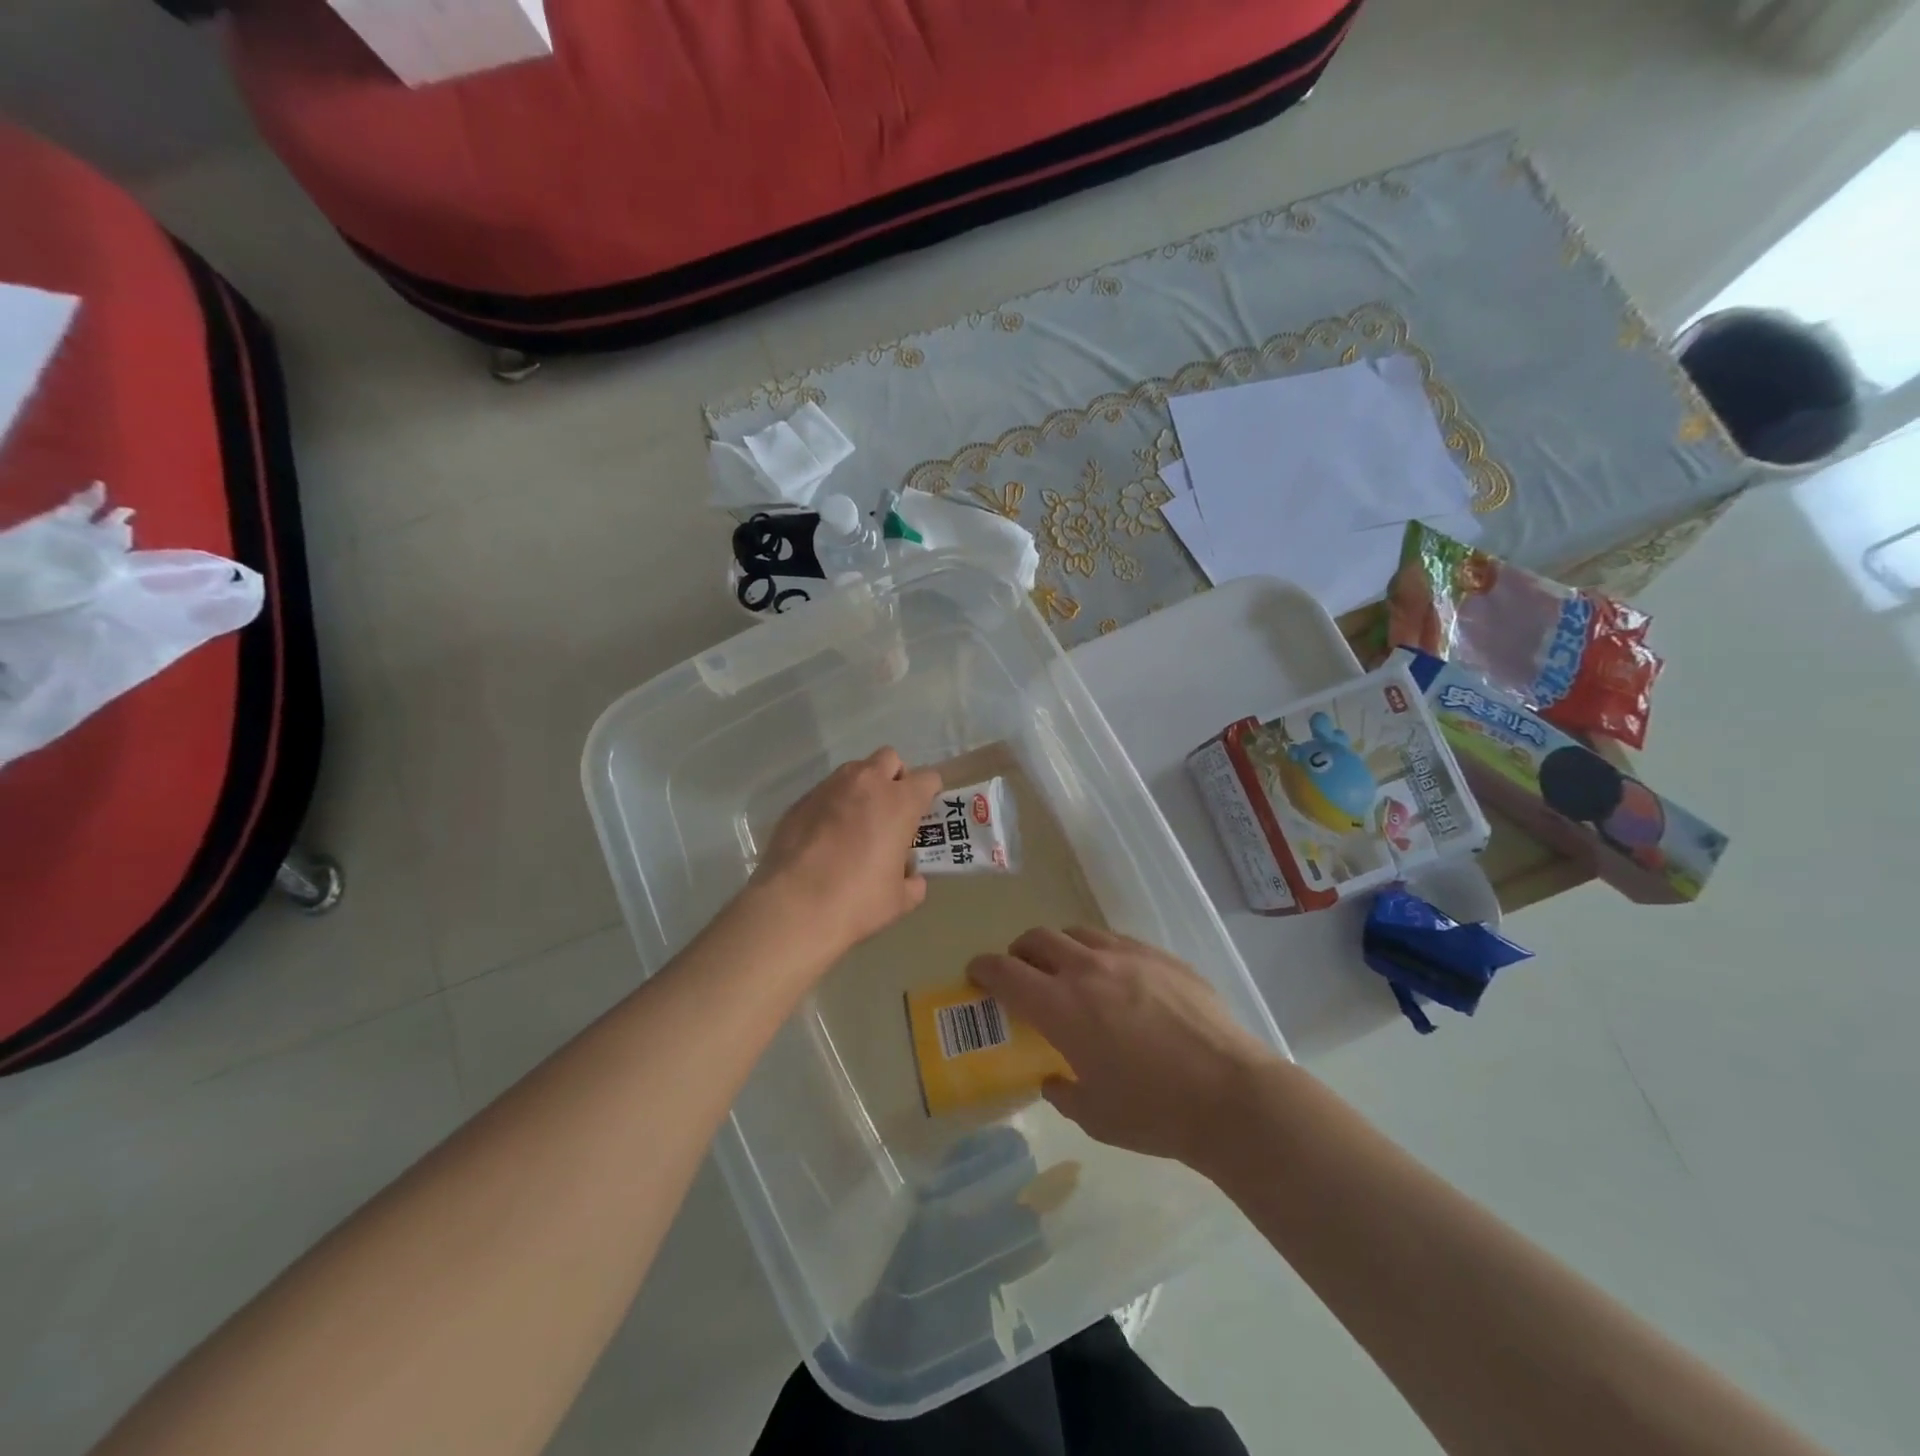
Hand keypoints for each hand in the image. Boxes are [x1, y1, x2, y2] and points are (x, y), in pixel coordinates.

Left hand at [754, 747, 941, 955]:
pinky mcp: (800, 801)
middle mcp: (866, 784)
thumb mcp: (898, 900)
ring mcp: (829, 788)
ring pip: (854, 770)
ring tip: (857, 822)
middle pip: (889, 759)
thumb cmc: (857, 901)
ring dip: (862, 787)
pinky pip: (825, 792)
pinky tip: (825, 836)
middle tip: (891, 810)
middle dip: (895, 777)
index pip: (927, 778)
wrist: (794, 907)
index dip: (929, 793)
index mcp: (899, 802)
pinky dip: (833, 805)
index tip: (924, 812)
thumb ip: (912, 882)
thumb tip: (912, 879)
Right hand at [967, 928, 1281, 1165]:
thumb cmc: (1154, 1112)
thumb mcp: (1095, 1116)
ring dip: (1059, 947)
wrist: (1230, 1094)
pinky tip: (1115, 977)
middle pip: (1037, 940)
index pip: (1005, 972)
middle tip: (1020, 972)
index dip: (983, 969)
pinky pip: (1116, 940)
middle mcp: (1087, 969)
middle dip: (1019, 952)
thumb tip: (1053, 1079)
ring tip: (1067, 970)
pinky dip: (1100, 951)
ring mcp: (1127, 955)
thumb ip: (1063, 1092)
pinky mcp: (1160, 955)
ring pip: (1077, 932)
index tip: (976, 973)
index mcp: (1060, 1007)